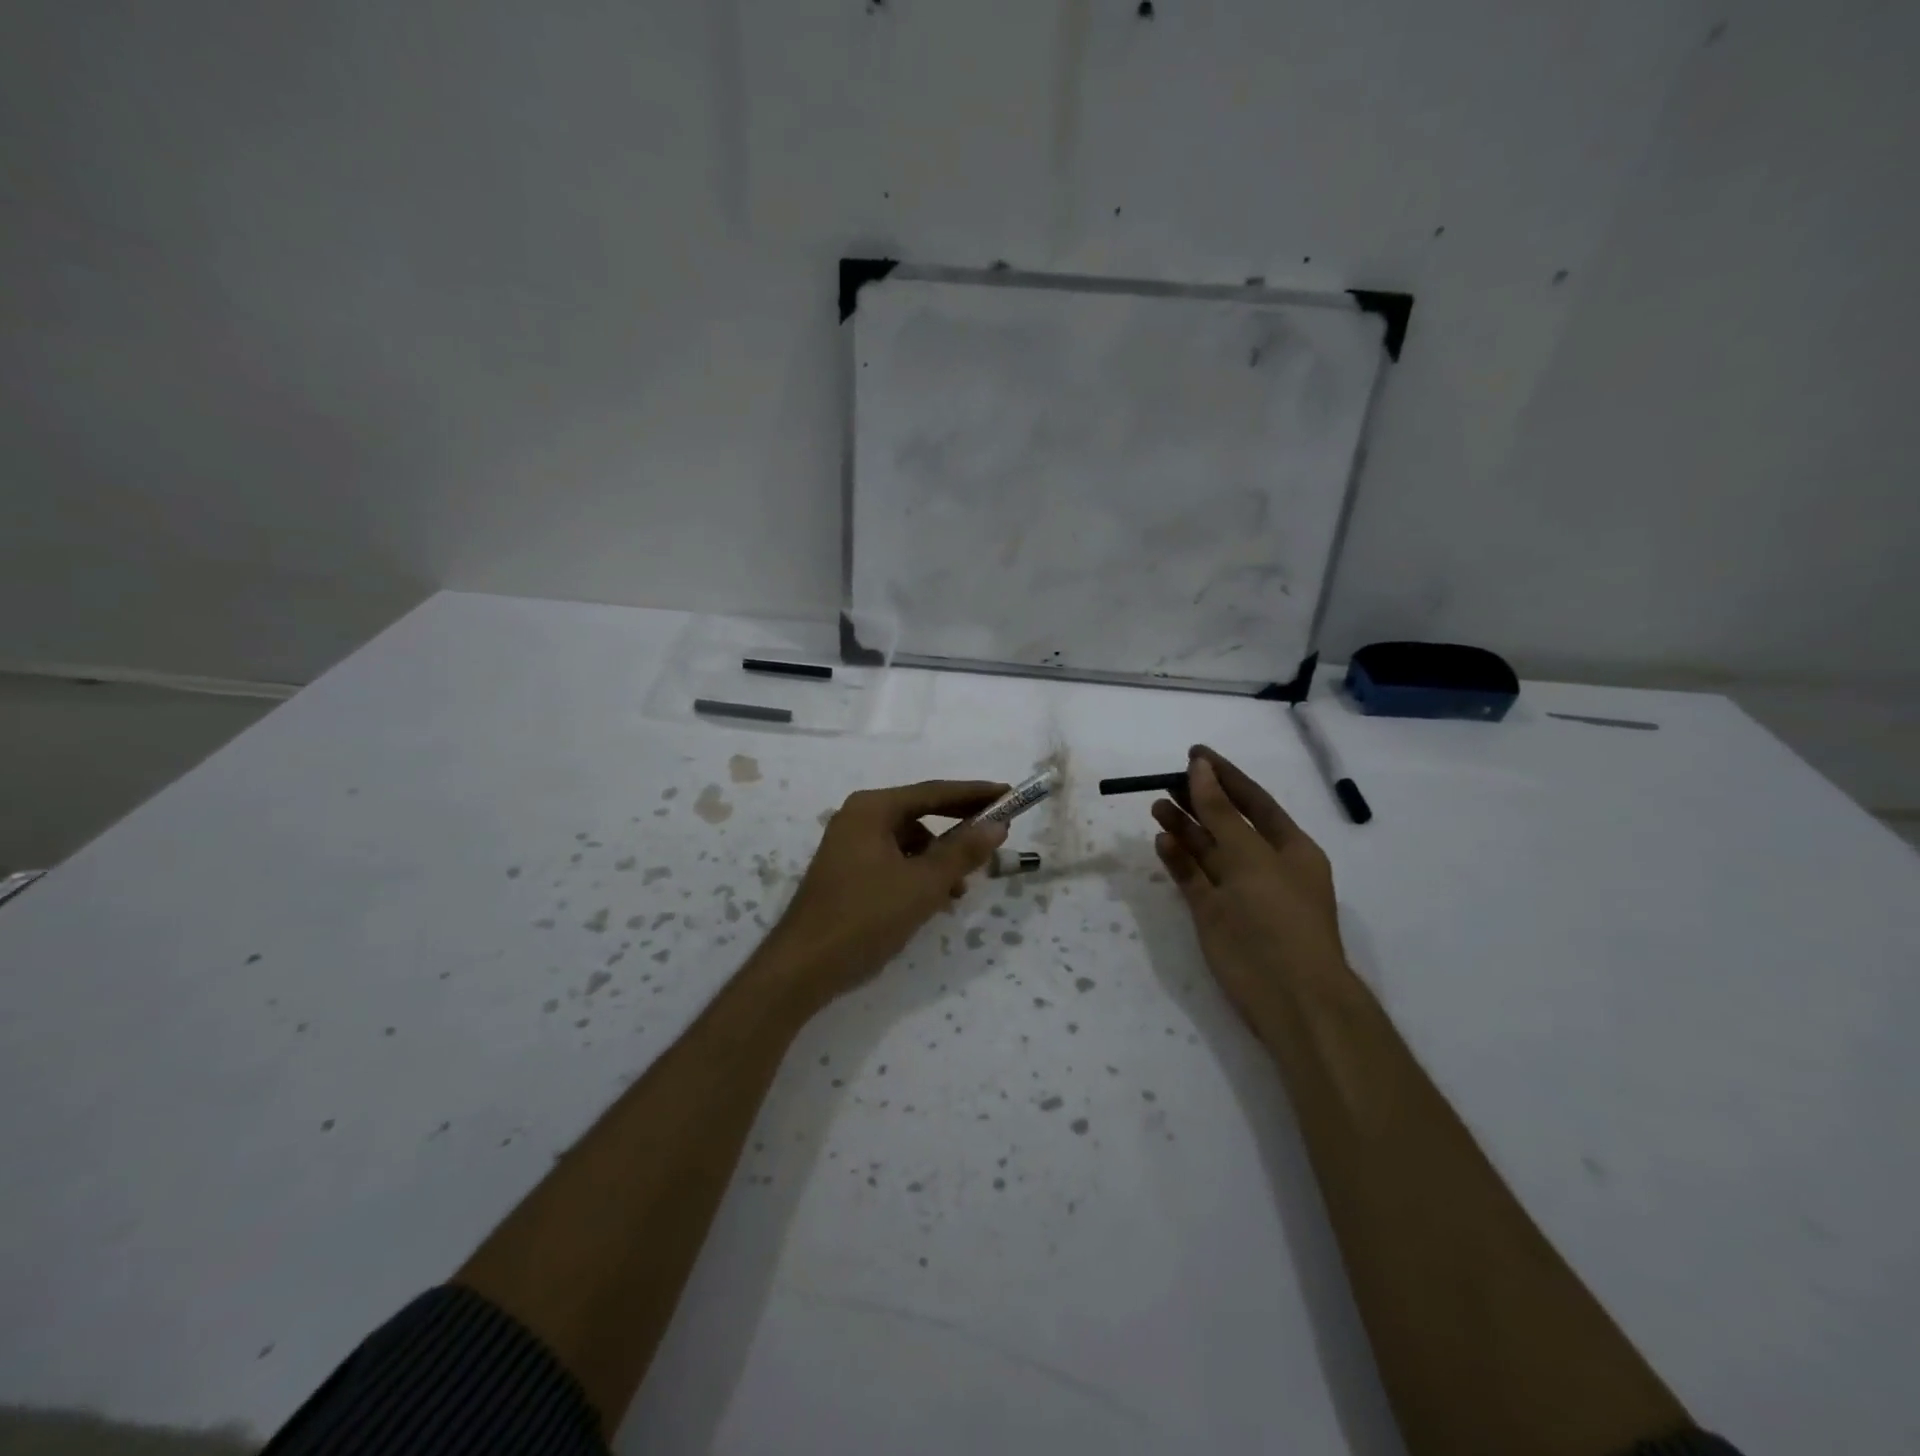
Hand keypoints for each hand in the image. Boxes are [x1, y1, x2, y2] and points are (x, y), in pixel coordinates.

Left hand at [762, 779, 1008, 1006]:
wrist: (802, 968)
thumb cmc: (865, 917)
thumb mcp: (923, 884)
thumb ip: (962, 852)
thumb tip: (997, 824)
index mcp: (872, 809)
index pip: (934, 792)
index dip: (974, 794)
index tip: (1009, 795)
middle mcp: (858, 818)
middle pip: (921, 813)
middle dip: (959, 828)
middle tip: (996, 834)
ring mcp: (850, 846)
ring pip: (909, 842)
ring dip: (939, 859)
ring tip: (960, 889)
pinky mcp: (848, 873)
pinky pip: (894, 861)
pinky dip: (918, 874)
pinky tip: (933, 901)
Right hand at [1151, 746, 1349, 1027]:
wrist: (1288, 994)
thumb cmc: (1279, 915)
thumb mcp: (1251, 855)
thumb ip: (1220, 811)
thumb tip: (1200, 767)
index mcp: (1289, 847)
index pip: (1253, 800)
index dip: (1224, 775)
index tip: (1194, 753)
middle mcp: (1262, 865)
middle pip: (1225, 822)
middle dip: (1198, 799)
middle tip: (1164, 779)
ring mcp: (1236, 891)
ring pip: (1205, 849)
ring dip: (1183, 826)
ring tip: (1155, 804)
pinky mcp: (1213, 914)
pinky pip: (1192, 878)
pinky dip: (1177, 859)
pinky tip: (1161, 840)